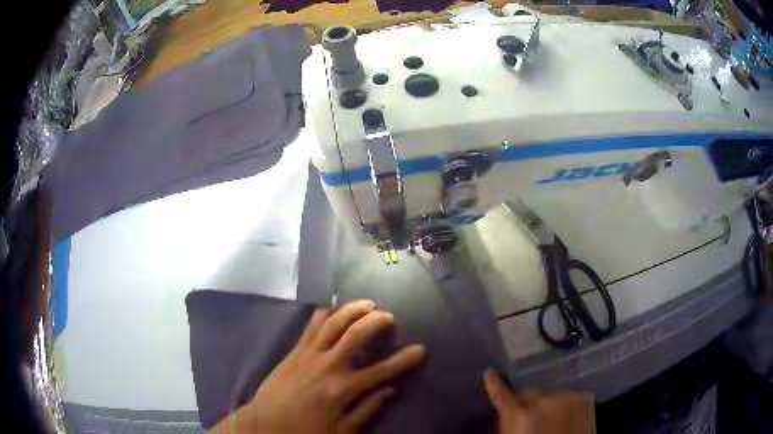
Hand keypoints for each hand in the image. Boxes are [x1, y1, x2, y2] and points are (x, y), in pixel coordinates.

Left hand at [214, 300, 425, 432]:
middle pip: (356, 334)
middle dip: (376, 321)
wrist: (265, 424)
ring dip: (352, 310)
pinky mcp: (294, 350)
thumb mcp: (341, 432)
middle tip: (389, 317)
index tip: (421, 350)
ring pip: (333, 323)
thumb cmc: (305, 431)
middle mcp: (328, 365)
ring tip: (367, 304)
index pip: (381, 370)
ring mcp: (308, 354)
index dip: (404, 360)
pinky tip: (333, 307)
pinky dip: (324, 313)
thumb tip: (390, 390)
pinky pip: (310, 325)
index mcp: (343, 389)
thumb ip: (367, 411)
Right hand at [483, 370, 594, 433]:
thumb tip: (509, 407)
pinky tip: (567, 417)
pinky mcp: (585, 397)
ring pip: (551, 393)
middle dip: (528, 399)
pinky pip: (568, 396)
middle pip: (530, 390)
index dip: (494, 383)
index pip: (502, 393)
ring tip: (552, 419)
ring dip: (549, 402)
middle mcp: (543, 399)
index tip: (490, 373)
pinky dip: (565, 404)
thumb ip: (509, 419)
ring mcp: (566, 396)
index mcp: (519, 413)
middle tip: (530, 415)